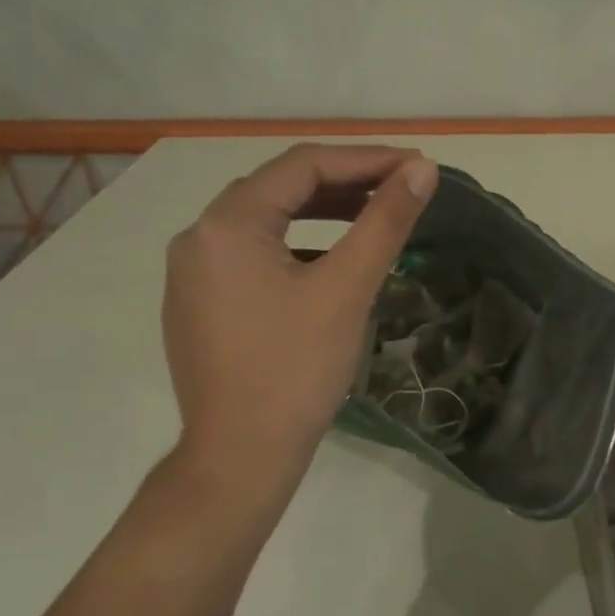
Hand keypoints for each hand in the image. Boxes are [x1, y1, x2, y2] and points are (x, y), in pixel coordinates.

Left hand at [162, 143, 437, 492]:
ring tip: (369, 219)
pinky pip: (251, 256)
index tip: (415, 167)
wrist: (240, 456)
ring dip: (318, 214)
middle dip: (342, 184)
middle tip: (397, 190)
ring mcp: (192, 274)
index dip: (365, 160)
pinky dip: (294, 248)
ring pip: (264, 224)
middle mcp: (198, 237)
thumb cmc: (295, 370)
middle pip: (278, 190)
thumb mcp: (346, 289)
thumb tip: (422, 169)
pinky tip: (326, 265)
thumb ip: (385, 222)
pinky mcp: (198, 305)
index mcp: (227, 224)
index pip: (302, 166)